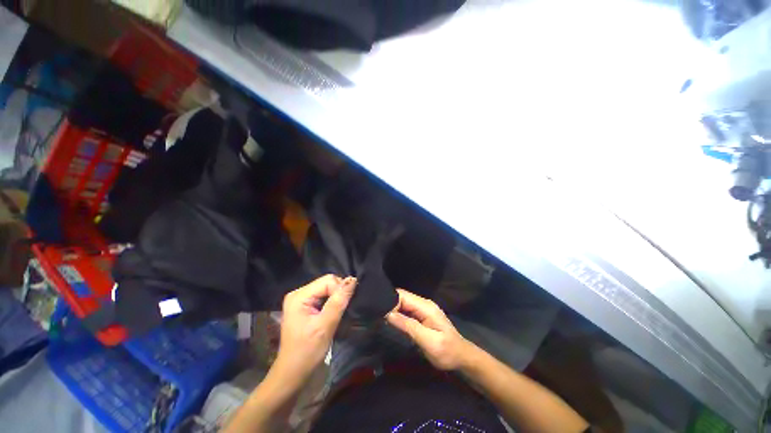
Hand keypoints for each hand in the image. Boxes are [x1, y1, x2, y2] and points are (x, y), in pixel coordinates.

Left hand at [273, 275, 356, 381]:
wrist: (293, 373)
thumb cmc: (307, 352)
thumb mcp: (325, 326)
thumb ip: (338, 302)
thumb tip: (352, 280)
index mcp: (299, 296)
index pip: (328, 281)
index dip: (340, 290)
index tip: (344, 307)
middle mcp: (299, 293)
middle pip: (327, 283)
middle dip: (338, 293)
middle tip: (342, 311)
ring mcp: (301, 299)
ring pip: (327, 289)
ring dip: (336, 299)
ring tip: (339, 313)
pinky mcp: (305, 306)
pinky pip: (324, 296)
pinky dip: (332, 302)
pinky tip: (333, 313)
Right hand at [386, 289, 474, 370]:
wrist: (462, 357)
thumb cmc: (447, 351)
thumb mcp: (428, 341)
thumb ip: (409, 326)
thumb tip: (389, 314)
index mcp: (426, 306)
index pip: (403, 296)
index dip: (389, 301)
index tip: (378, 310)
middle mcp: (423, 304)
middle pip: (402, 298)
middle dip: (389, 304)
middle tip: (376, 314)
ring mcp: (423, 309)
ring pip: (403, 304)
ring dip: (392, 309)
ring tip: (379, 316)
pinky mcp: (422, 316)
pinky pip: (406, 310)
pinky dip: (398, 314)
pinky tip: (390, 320)